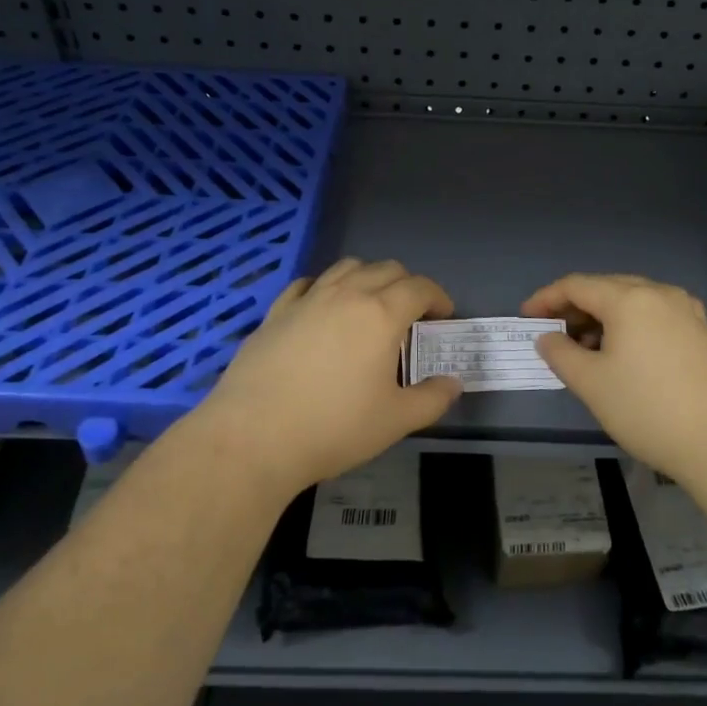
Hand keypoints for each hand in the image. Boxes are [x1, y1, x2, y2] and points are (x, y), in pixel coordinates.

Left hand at [197, 258, 462, 492]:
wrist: (254, 437)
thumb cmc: (333, 428)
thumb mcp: (395, 421)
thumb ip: (431, 399)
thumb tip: (453, 384)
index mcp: (381, 314)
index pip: (420, 287)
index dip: (438, 297)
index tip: (443, 316)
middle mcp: (346, 295)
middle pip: (386, 269)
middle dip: (407, 284)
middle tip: (412, 314)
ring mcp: (307, 300)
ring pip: (346, 267)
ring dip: (368, 277)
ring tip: (370, 305)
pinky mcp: (276, 312)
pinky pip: (307, 284)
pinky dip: (325, 288)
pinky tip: (323, 309)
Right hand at [522, 273, 706, 480]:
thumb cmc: (648, 409)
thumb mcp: (592, 384)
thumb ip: (561, 354)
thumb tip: (548, 337)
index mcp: (629, 298)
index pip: (576, 285)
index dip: (546, 298)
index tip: (526, 316)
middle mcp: (659, 293)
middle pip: (606, 288)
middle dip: (575, 307)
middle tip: (553, 333)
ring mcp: (686, 311)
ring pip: (632, 302)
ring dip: (603, 317)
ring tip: (584, 348)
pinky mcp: (701, 333)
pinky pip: (654, 316)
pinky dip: (630, 326)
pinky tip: (623, 353)